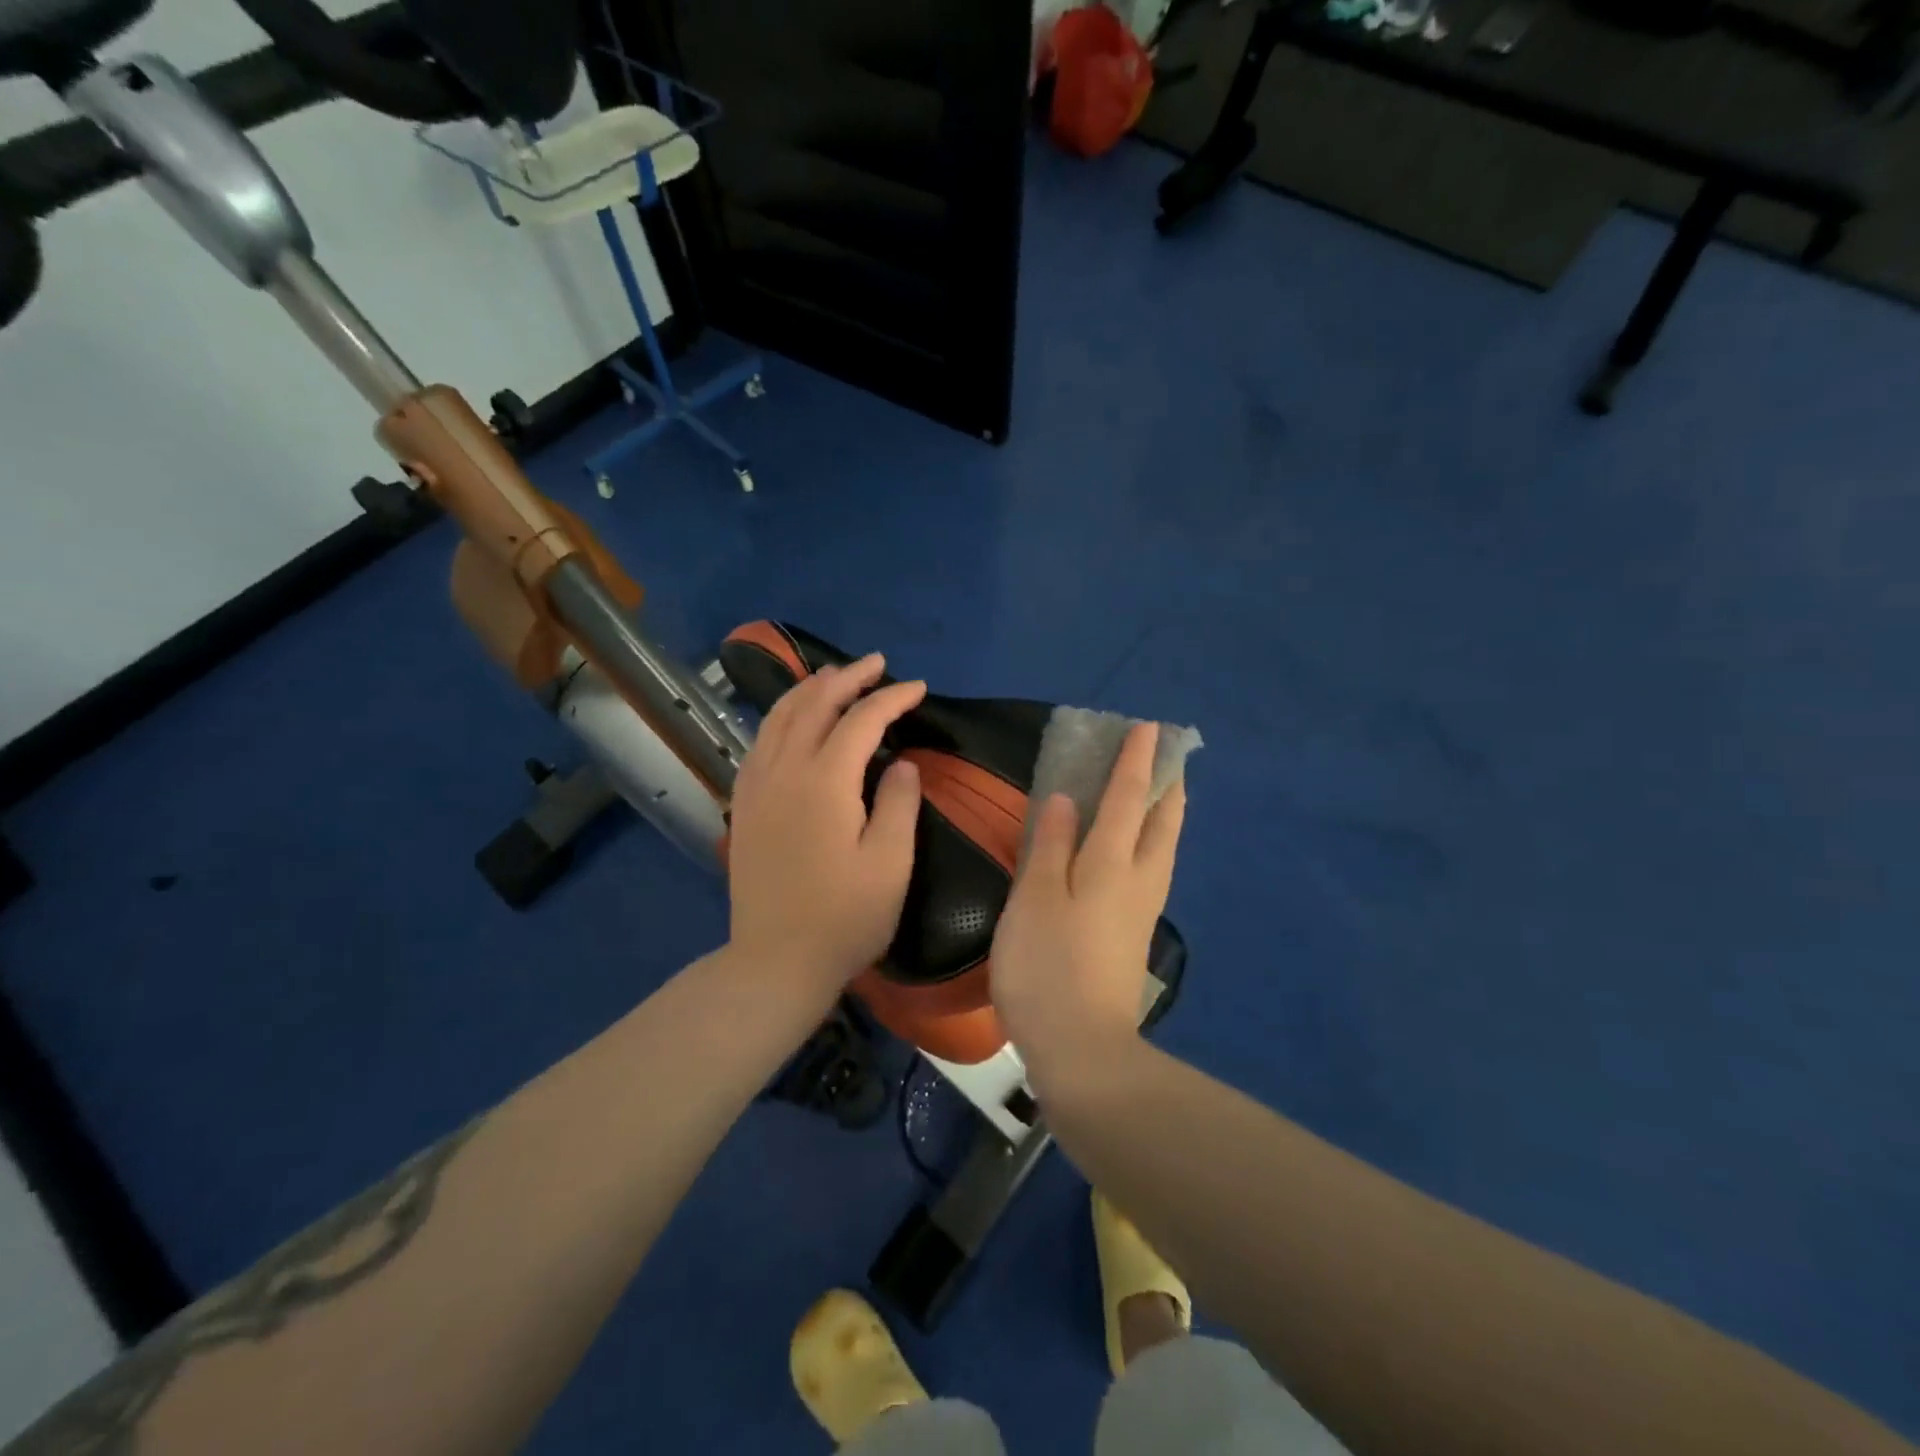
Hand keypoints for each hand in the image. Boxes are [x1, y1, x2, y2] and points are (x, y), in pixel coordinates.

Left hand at [726, 654, 926, 996]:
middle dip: (848, 678)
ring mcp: (756, 786)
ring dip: (810, 689)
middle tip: (877, 664)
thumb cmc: (844, 919)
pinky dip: (781, 716)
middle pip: (814, 705)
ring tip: (835, 676)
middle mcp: (784, 771)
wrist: (775, 962)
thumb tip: (901, 762)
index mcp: (824, 783)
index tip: (918, 688)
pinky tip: (793, 719)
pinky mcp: (744, 804)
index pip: (861, 720)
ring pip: (779, 717)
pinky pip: (760, 741)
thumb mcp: (890, 865)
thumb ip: (899, 804)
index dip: (891, 698)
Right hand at [990, 722, 1185, 1095]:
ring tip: (1159, 792)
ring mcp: (1141, 911)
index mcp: (1110, 865)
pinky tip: (1137, 849)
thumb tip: (1066, 799)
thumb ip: (1049, 846)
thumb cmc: (1047, 967)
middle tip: (1167, 756)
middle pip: (1162, 823)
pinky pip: (1152, 869)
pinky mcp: (1134, 936)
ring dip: (1165, 813)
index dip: (1135, 762)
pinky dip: (1152, 841)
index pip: (1128, 800)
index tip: (1147, 728)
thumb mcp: (1034, 900)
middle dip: (1167, 785)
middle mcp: (1137, 881)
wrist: (1082, 1049)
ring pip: (1163, 848)